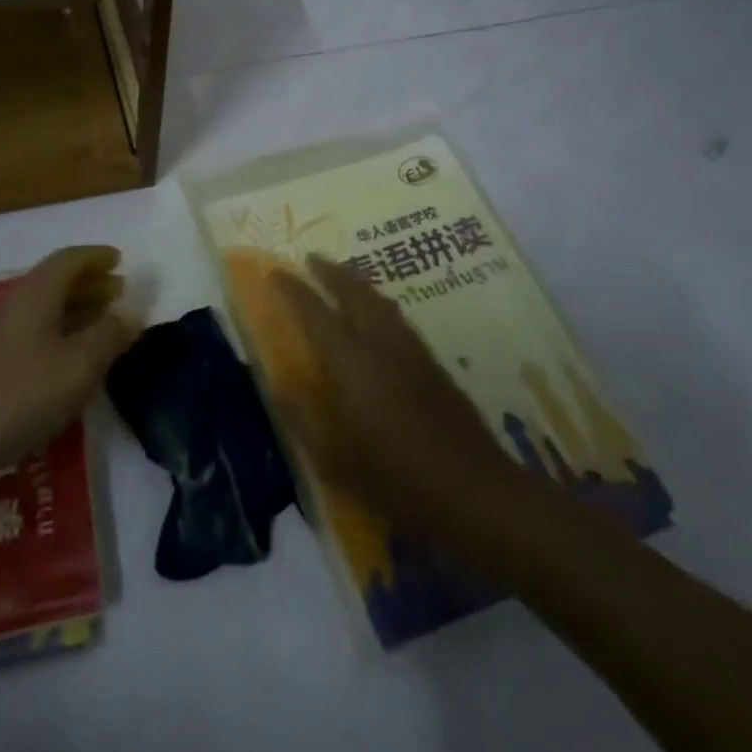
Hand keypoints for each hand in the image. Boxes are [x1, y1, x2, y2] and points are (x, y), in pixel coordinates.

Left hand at [0, 246, 141, 482]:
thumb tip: (129, 314)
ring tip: (106, 324)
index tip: (119, 260)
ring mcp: (2, 337)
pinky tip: (74, 362)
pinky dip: (63, 336)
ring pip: (47, 310)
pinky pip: (38, 336)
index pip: (69, 260)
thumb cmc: (18, 395)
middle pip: (57, 282)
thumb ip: (109, 336)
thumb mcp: (78, 366)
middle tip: (119, 291)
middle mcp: (18, 306)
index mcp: (37, 294)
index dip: (96, 256)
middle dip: (90, 283)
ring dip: (78, 310)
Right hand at [273, 254, 524, 551]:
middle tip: (312, 259)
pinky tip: (379, 315)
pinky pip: (398, 317)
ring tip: (343, 277)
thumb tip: (279, 383)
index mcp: (351, 362)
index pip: (315, 312)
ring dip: (357, 282)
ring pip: (380, 300)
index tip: (276, 272)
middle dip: (331, 272)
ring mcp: (412, 351)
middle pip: (354, 292)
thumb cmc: (395, 478)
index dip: (293, 290)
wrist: (475, 492)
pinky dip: (379, 302)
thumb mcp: (334, 460)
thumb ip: (302, 416)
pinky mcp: (435, 365)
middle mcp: (381, 344)